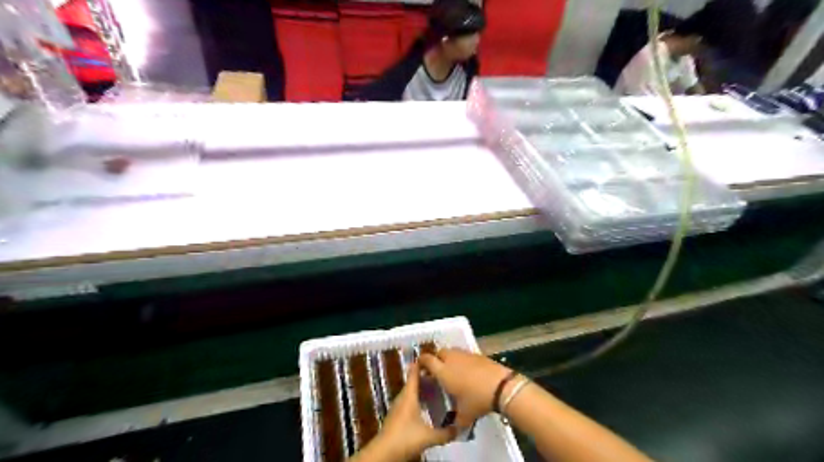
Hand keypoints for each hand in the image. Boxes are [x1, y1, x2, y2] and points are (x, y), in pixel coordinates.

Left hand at [351, 364, 455, 460]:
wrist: (384, 453)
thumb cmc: (405, 437)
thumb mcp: (428, 436)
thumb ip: (445, 433)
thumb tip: (459, 429)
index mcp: (409, 395)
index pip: (414, 373)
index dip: (421, 364)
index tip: (431, 356)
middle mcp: (403, 398)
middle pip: (414, 382)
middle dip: (426, 377)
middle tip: (441, 374)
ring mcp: (398, 407)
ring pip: (412, 393)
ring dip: (422, 389)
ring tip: (437, 388)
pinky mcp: (397, 417)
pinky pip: (409, 402)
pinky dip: (418, 400)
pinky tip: (426, 406)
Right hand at [422, 348, 513, 427]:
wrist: (500, 386)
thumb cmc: (477, 400)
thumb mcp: (465, 415)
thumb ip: (457, 420)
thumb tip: (455, 428)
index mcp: (443, 372)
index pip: (427, 360)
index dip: (421, 361)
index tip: (420, 366)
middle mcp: (451, 359)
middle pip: (439, 352)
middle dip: (435, 358)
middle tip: (436, 369)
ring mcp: (465, 355)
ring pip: (452, 351)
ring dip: (449, 357)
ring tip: (452, 369)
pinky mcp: (477, 354)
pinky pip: (464, 354)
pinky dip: (462, 359)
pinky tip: (467, 370)